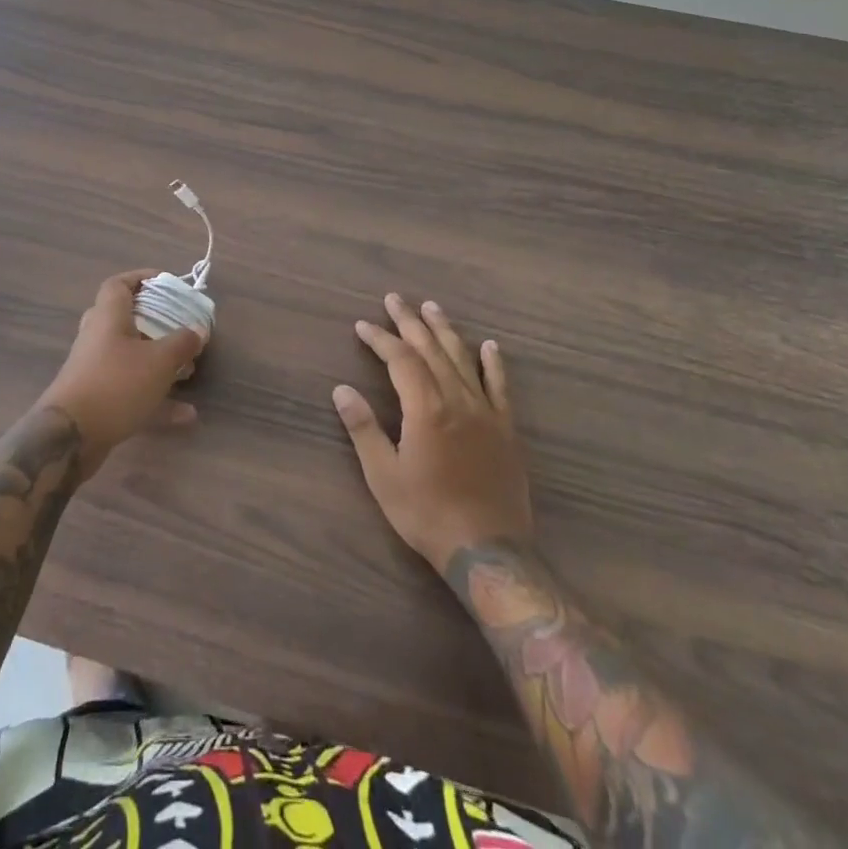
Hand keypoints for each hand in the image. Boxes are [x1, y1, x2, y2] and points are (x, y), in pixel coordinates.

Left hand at [38, 270, 207, 479]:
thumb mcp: (159, 361)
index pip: (119, 284)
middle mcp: (98, 338)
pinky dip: (157, 398)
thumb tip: (199, 329)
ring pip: (131, 356)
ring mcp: (95, 370)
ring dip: (160, 362)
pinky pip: (132, 390)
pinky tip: (186, 414)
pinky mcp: (98, 399)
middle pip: (126, 319)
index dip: (141, 278)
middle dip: (156, 322)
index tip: (166, 283)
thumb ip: (182, 343)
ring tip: (190, 370)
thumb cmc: (116, 384)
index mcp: (108, 317)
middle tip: (181, 326)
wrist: (70, 437)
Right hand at [333, 294, 534, 573]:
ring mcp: (485, 412)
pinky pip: (500, 387)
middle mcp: (457, 399)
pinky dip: (494, 363)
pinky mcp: (506, 429)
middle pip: (431, 349)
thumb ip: (363, 428)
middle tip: (395, 299)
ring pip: (463, 359)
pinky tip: (490, 346)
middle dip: (410, 322)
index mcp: (425, 408)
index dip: (381, 339)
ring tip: (432, 307)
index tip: (363, 325)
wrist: (487, 549)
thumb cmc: (427, 513)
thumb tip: (341, 390)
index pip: (400, 359)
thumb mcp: (383, 475)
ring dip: (445, 331)